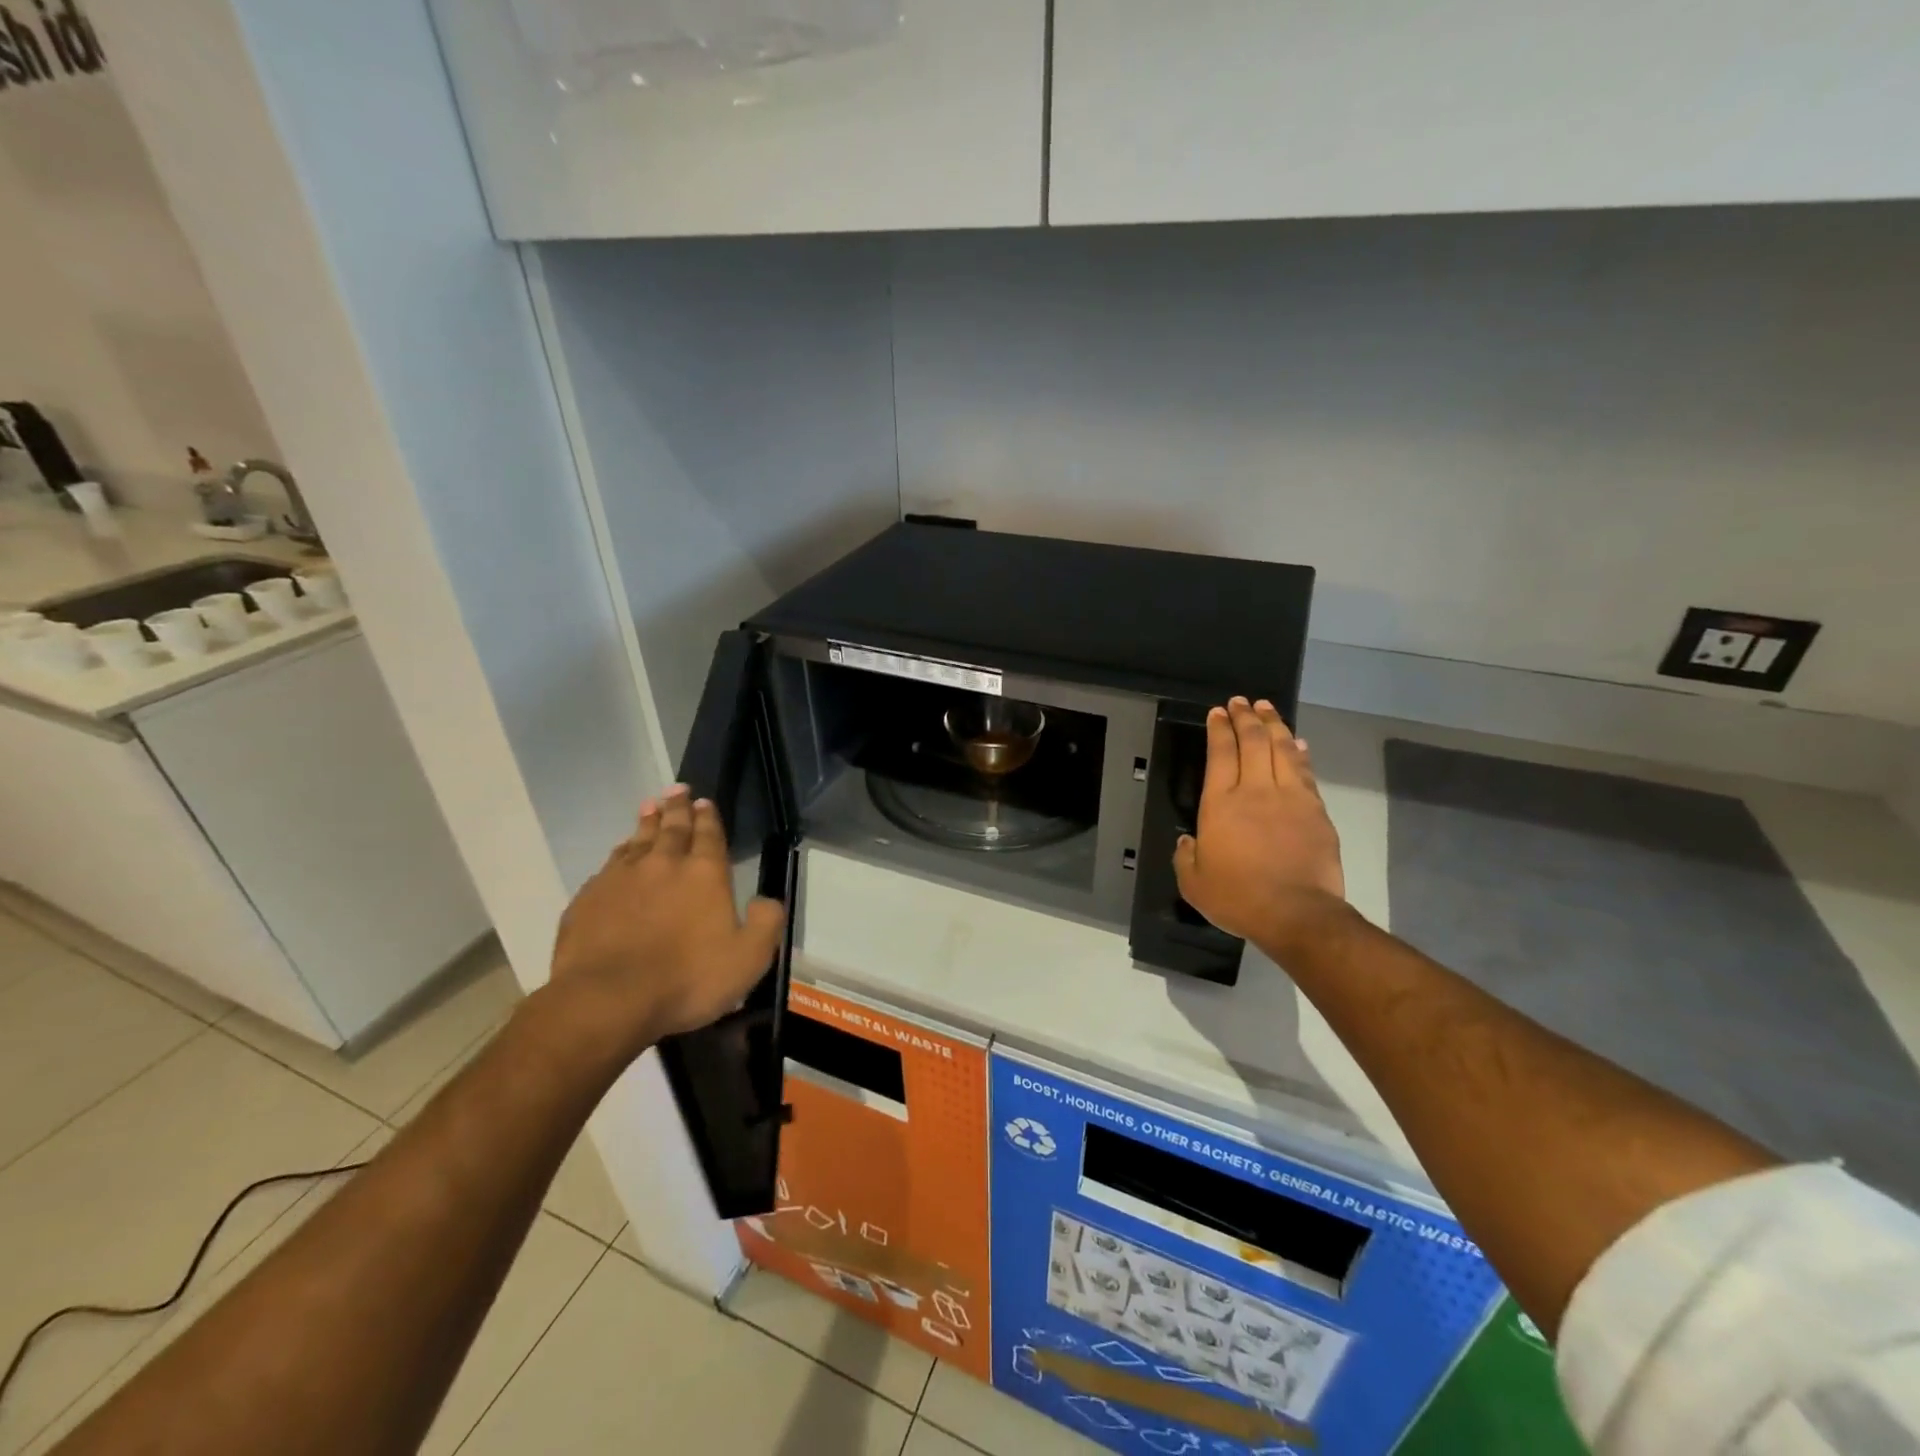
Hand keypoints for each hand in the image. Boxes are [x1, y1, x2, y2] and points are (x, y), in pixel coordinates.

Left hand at [551, 786, 785, 1052]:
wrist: (608, 1000)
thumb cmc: (687, 980)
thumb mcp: (749, 959)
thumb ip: (766, 923)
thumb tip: (766, 900)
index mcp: (704, 874)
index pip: (709, 835)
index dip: (708, 817)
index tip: (704, 801)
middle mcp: (663, 864)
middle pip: (672, 828)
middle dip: (677, 807)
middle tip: (677, 789)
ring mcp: (621, 879)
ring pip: (637, 840)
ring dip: (647, 822)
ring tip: (650, 806)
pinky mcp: (588, 899)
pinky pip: (608, 866)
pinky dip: (618, 854)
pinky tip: (619, 854)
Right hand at [1173, 698, 1346, 958]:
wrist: (1297, 914)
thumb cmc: (1238, 897)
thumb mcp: (1193, 883)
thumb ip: (1186, 857)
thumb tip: (1189, 841)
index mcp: (1220, 803)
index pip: (1220, 753)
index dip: (1219, 729)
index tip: (1217, 712)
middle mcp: (1255, 790)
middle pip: (1252, 741)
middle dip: (1245, 717)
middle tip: (1241, 702)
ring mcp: (1290, 797)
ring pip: (1282, 748)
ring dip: (1274, 725)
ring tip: (1267, 709)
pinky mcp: (1316, 810)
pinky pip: (1305, 771)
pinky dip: (1299, 752)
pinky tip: (1297, 742)